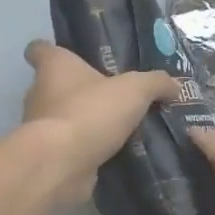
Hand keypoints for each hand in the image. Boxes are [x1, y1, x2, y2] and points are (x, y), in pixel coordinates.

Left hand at [21, 41, 178, 208]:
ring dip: (85, 122)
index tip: (70, 56)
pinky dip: (87, 149)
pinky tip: (114, 152)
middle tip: (113, 96)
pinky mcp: (48, 156)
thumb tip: (175, 85)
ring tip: (119, 127)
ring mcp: (40, 128)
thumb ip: (156, 83)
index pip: (39, 49)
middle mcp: (39, 94)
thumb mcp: (135, 89)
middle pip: (55, 86)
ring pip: (63, 118)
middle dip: (80, 91)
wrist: (61, 164)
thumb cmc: (91, 111)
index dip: (50, 50)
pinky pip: (70, 147)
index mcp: (54, 67)